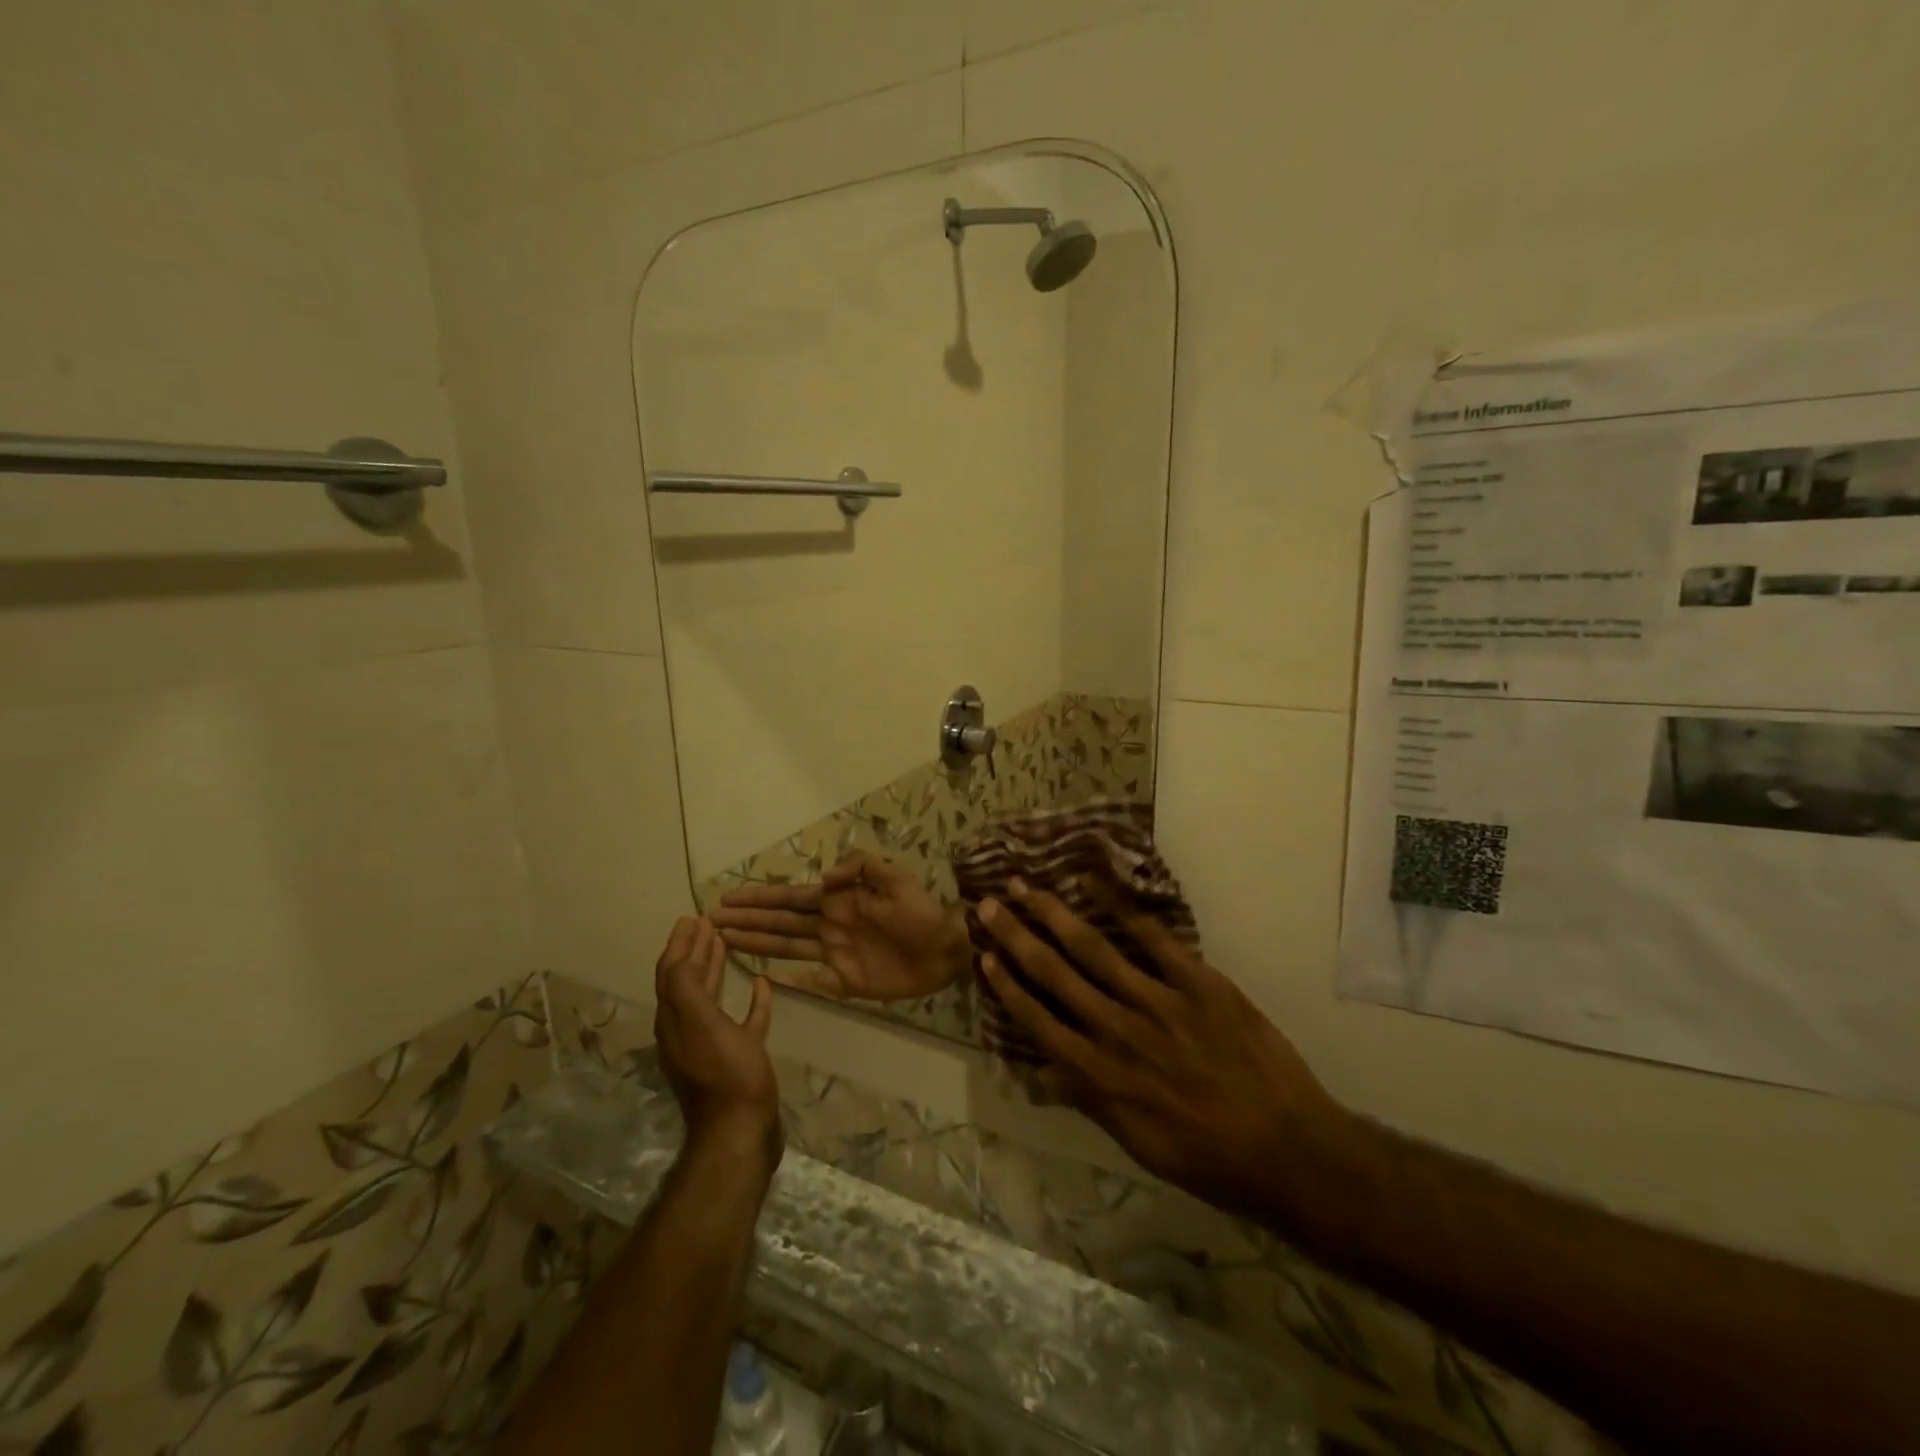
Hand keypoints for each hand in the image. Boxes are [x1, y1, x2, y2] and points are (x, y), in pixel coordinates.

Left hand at [653, 917, 781, 1178]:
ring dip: (714, 969)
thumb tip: (678, 954)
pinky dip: (750, 1002)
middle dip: (694, 951)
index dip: (678, 944)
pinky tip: (762, 986)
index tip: (691, 917)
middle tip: (707, 924)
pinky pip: (742, 1022)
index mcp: (674, 1020)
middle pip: (686, 981)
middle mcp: (686, 1030)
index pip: (670, 972)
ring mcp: (712, 1045)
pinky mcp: (737, 1059)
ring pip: (709, 998)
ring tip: (725, 944)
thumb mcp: (702, 1025)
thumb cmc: (725, 1074)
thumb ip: (686, 988)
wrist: (742, 1131)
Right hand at [713, 851, 969, 1002]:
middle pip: (780, 922)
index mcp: (838, 900)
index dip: (759, 899)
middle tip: (710, 921)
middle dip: (746, 920)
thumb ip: (862, 868)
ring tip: (724, 942)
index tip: (726, 899)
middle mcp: (829, 925)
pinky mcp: (845, 981)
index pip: (791, 897)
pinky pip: (811, 980)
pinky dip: (788, 980)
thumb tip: (824, 878)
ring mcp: (834, 954)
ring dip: (756, 943)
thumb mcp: (896, 879)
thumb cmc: (922, 912)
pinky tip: (764, 979)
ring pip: (786, 947)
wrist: (947, 949)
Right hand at [975, 881, 1349, 1225]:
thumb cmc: (1209, 1157)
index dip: (1008, 985)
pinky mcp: (1198, 982)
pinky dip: (1121, 907)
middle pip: (1055, 974)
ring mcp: (1159, 1002)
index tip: (984, 954)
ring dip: (1054, 914)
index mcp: (1101, 1075)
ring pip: (1094, 949)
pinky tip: (1095, 884)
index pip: (1039, 1021)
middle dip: (1017, 936)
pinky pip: (1153, 938)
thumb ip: (1089, 1098)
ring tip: (1025, 886)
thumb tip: (1042, 1069)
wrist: (1288, 1151)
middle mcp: (1119, 1031)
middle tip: (989, 904)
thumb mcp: (1138, 1142)